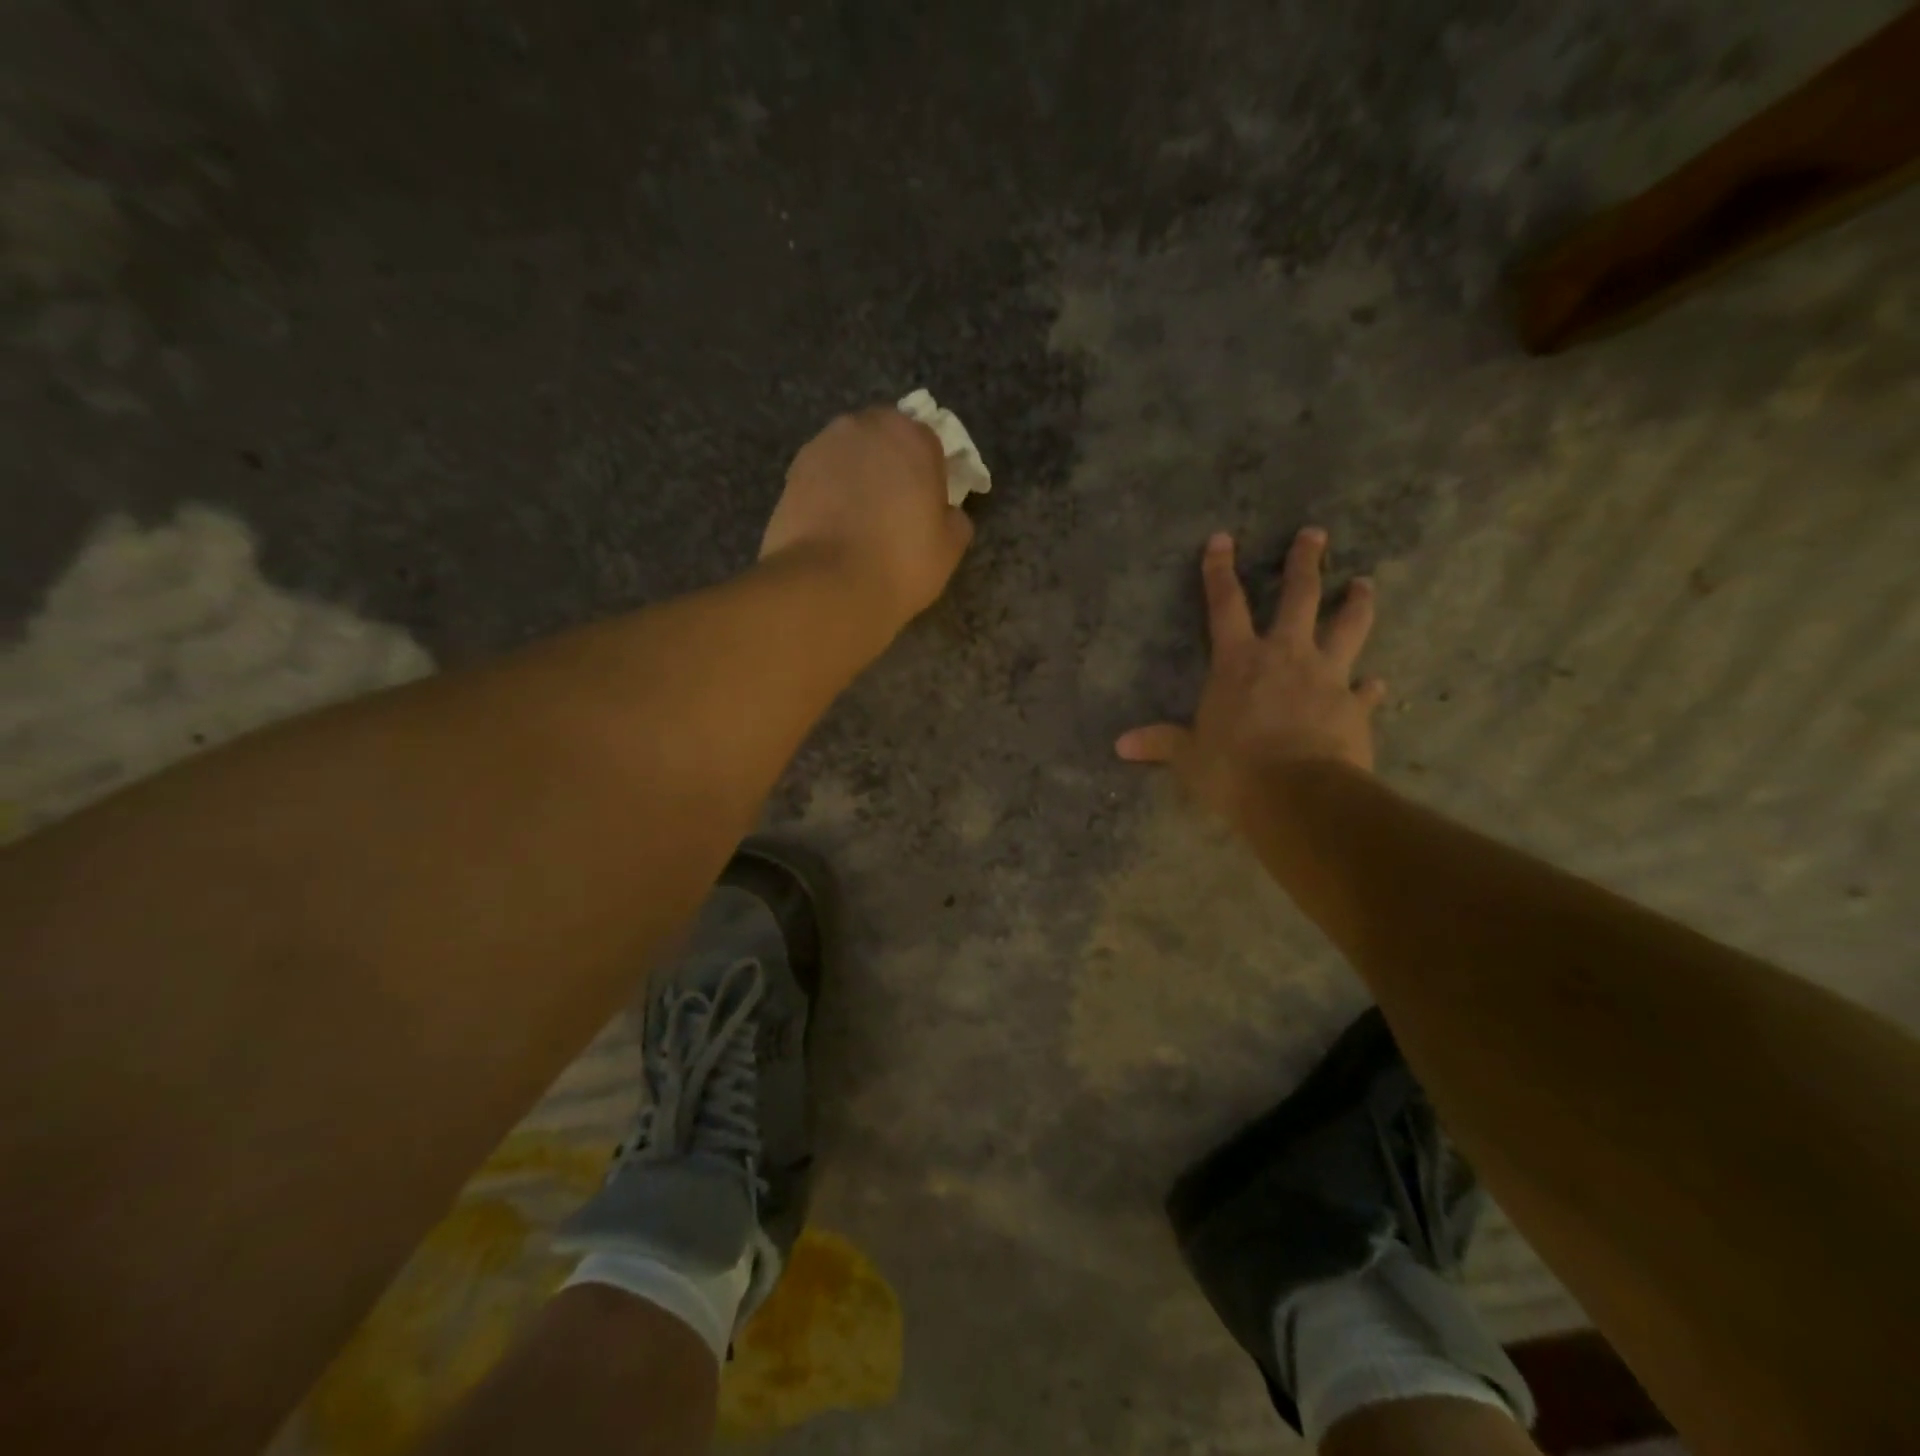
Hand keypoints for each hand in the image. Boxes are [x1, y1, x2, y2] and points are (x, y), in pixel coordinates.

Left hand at [761, 408, 975, 629]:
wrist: (826, 586)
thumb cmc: (900, 562)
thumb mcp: (949, 547)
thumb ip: (954, 518)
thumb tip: (944, 512)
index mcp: (910, 436)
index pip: (928, 443)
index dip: (930, 474)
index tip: (927, 506)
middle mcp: (862, 427)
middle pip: (884, 440)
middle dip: (890, 466)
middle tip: (894, 510)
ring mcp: (820, 448)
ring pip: (848, 457)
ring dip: (856, 478)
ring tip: (859, 523)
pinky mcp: (790, 475)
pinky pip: (821, 479)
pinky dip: (828, 495)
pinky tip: (833, 530)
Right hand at [1116, 527, 1385, 827]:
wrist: (1298, 796)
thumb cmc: (1233, 769)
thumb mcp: (1189, 757)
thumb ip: (1161, 744)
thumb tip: (1120, 745)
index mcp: (1239, 661)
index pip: (1224, 605)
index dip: (1219, 571)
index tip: (1222, 539)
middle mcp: (1286, 656)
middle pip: (1300, 597)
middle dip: (1305, 563)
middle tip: (1315, 535)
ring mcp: (1327, 678)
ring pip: (1347, 628)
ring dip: (1356, 605)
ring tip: (1364, 585)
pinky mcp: (1354, 707)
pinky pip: (1365, 691)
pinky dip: (1369, 686)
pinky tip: (1376, 684)